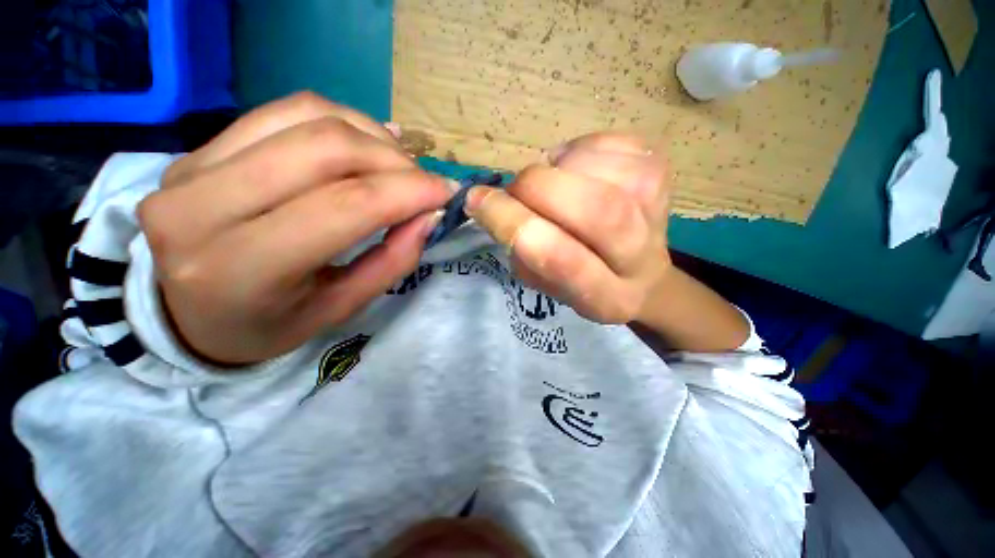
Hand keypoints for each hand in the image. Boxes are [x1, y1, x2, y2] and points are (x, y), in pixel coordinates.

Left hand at [138, 92, 452, 364]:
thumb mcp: (341, 308)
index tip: (446, 193)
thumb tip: (429, 215)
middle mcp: (202, 206)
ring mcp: (191, 166)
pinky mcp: (199, 148)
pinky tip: (364, 146)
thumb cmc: (268, 324)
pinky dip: (340, 122)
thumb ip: (391, 261)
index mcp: (242, 267)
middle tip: (424, 183)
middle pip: (326, 148)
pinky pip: (284, 111)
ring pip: (307, 117)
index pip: (345, 205)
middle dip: (394, 161)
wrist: (187, 313)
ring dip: (371, 137)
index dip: (408, 192)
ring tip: (398, 167)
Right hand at [465, 133, 672, 324]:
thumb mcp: (542, 282)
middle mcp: (637, 255)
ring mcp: (655, 209)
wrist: (642, 276)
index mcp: (604, 296)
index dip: (509, 221)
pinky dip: (576, 152)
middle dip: (533, 187)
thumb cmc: (581, 281)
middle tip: (518, 190)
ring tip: (553, 185)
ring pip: (594, 168)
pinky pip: (607, 143)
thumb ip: (517, 249)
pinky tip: (578, 172)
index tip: (478, 201)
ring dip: (555, 169)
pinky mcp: (659, 171)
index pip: (555, 255)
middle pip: (589, 206)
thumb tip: (493, 201)